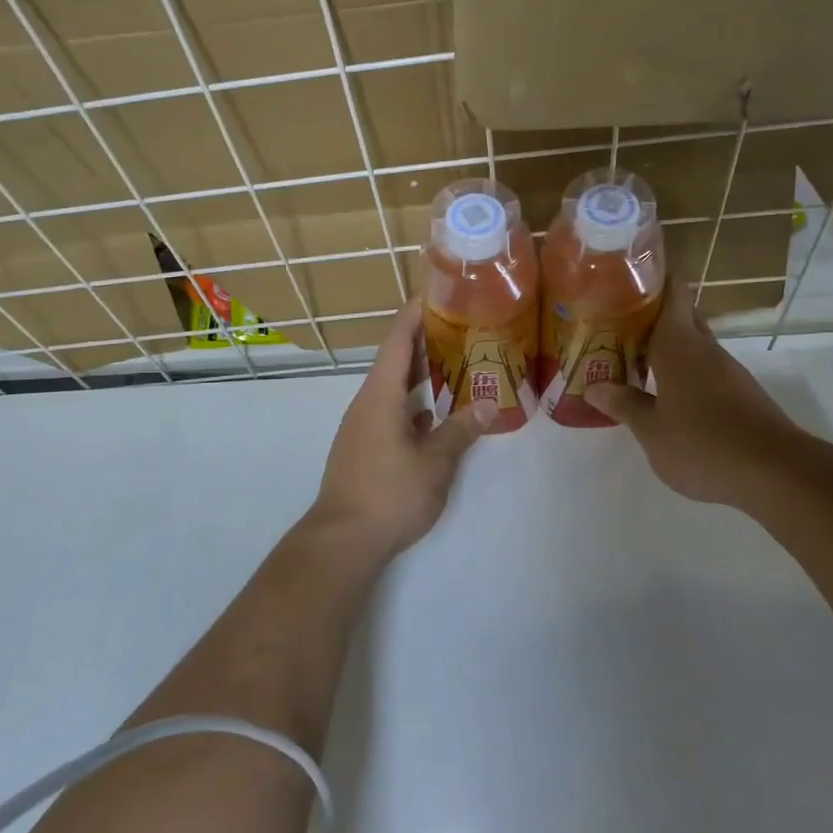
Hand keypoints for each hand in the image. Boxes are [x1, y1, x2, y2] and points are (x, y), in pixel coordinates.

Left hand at [301, 300, 496, 561]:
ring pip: (393, 388)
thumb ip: (461, 430)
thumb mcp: (435, 462)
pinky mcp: (363, 447)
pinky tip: (436, 413)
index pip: (398, 340)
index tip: (437, 292)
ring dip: (420, 374)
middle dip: (425, 340)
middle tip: (461, 325)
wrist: (342, 540)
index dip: (415, 313)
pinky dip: (414, 403)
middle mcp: (367, 403)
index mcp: (381, 395)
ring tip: (455, 363)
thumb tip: (490, 405)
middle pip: (395, 360)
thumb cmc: (389, 493)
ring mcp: (362, 426)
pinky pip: (391, 411)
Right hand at [586, 279, 807, 511]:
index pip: (671, 292)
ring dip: (664, 343)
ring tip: (629, 351)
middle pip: (680, 314)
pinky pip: (702, 367)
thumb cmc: (703, 444)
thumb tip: (594, 386)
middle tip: (615, 314)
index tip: (628, 269)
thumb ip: (624, 405)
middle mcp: (704, 349)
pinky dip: (680, 368)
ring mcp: (726, 370)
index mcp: (678, 345)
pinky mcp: (739, 393)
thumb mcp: (652, 431)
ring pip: (691, 343)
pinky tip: (662, 388)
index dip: (653, 275)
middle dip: (651, 310)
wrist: (776, 472)